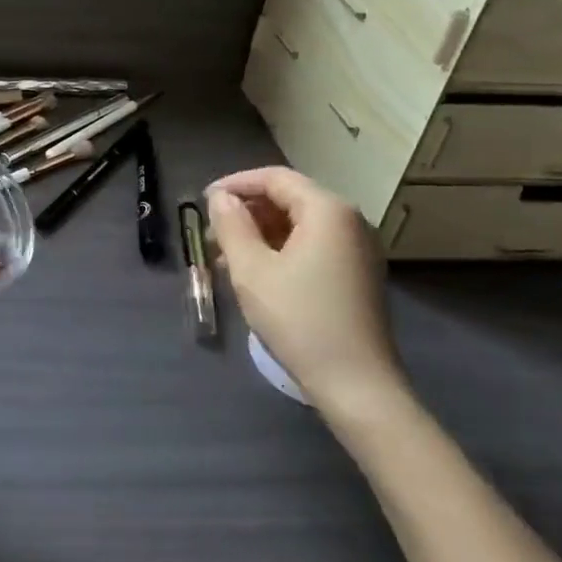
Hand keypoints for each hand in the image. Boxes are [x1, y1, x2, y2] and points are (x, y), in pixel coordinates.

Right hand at [206, 167, 409, 424]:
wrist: (356, 383)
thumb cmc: (299, 319)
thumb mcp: (252, 270)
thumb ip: (232, 226)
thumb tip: (220, 198)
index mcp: (327, 210)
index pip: (276, 178)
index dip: (236, 184)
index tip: (203, 201)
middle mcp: (349, 220)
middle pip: (290, 198)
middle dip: (247, 211)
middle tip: (211, 234)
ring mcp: (358, 249)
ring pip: (300, 224)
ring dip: (261, 233)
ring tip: (225, 258)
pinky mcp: (357, 274)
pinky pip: (313, 246)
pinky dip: (281, 250)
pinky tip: (256, 273)